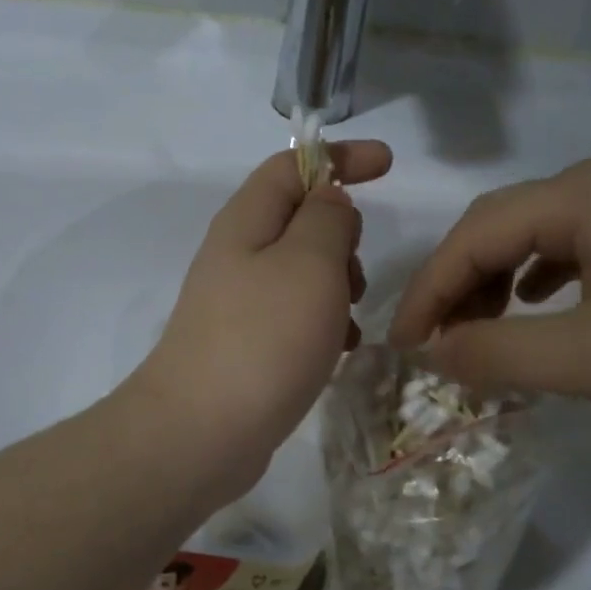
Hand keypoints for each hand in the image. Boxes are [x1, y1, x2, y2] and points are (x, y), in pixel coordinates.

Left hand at [127, 141, 392, 501]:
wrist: (201, 432)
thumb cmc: (264, 338)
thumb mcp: (309, 263)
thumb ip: (327, 219)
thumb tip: (329, 201)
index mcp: (246, 220)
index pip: (292, 165)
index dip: (340, 157)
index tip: (388, 165)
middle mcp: (237, 254)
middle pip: (299, 218)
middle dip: (342, 234)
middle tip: (356, 273)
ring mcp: (238, 301)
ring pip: (302, 270)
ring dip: (337, 284)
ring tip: (350, 319)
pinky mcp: (245, 343)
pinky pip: (294, 314)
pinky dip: (323, 321)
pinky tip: (338, 351)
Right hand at [388, 158, 590, 429]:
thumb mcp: (590, 357)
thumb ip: (498, 354)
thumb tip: (434, 355)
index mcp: (576, 197)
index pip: (470, 238)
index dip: (427, 292)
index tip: (402, 346)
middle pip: (496, 228)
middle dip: (455, 284)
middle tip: (435, 341)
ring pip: (532, 238)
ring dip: (492, 282)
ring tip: (478, 330)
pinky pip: (571, 250)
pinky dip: (535, 280)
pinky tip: (538, 306)